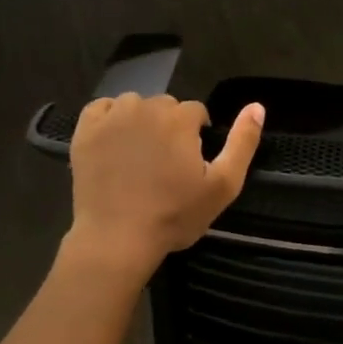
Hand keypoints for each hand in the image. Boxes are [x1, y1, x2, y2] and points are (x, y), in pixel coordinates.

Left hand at [67, 94, 263, 274]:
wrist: (117, 238)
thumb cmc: (174, 215)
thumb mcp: (223, 185)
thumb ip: (243, 143)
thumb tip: (257, 107)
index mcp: (180, 119)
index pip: (196, 112)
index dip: (197, 135)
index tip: (191, 163)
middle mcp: (146, 108)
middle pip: (166, 106)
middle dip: (170, 127)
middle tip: (166, 163)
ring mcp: (112, 117)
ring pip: (135, 105)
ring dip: (141, 121)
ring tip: (140, 155)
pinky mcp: (85, 130)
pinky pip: (101, 108)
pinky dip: (110, 119)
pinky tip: (114, 143)